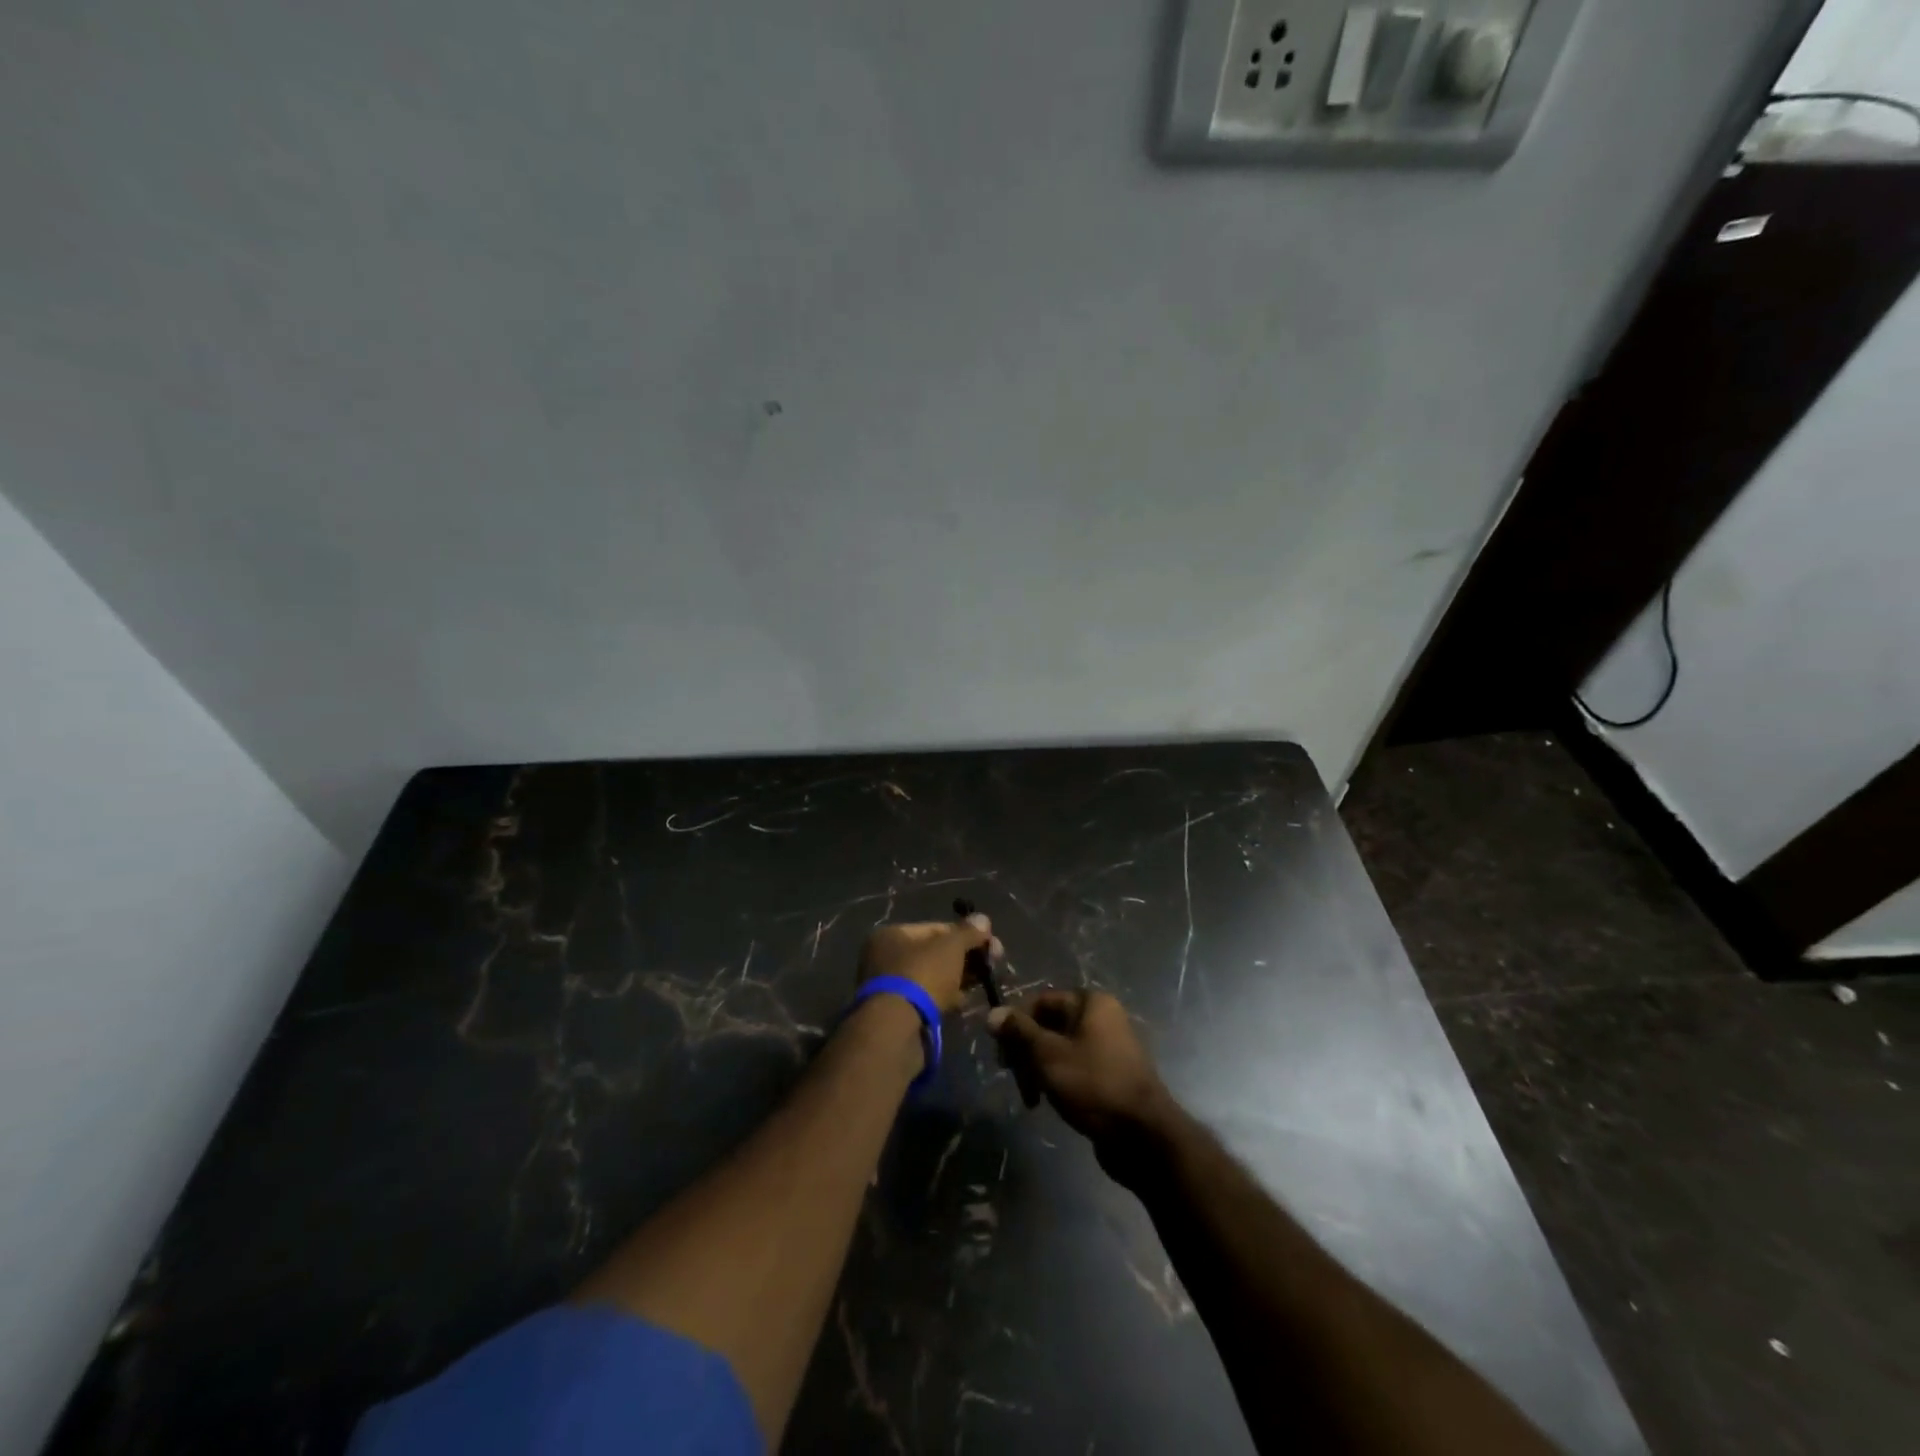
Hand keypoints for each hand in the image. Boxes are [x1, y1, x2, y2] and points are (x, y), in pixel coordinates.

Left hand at [858, 914, 1001, 1017]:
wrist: (897, 1029)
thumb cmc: (922, 974)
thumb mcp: (950, 946)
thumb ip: (968, 932)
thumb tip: (983, 919)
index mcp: (891, 935)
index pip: (935, 928)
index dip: (965, 933)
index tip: (990, 944)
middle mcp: (885, 957)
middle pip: (934, 953)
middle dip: (964, 958)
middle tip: (991, 964)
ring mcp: (890, 988)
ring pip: (933, 977)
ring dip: (958, 979)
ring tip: (983, 984)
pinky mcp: (898, 1013)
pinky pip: (929, 999)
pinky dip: (947, 998)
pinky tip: (966, 1002)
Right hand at [987, 990, 1176, 1173]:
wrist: (1143, 1136)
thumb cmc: (1093, 1085)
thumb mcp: (1048, 1054)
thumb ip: (1019, 1031)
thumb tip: (993, 1013)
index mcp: (1090, 1003)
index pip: (1040, 1001)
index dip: (1016, 1024)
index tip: (1001, 1054)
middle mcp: (1101, 1018)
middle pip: (1048, 1025)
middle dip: (1026, 1051)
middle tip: (1012, 1077)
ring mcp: (1108, 1047)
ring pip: (1059, 1049)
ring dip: (1038, 1069)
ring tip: (1031, 1097)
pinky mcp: (1109, 1074)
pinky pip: (1074, 1067)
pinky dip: (1057, 1080)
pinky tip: (1047, 1101)